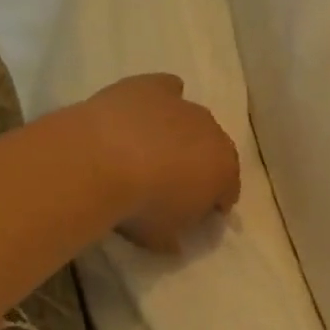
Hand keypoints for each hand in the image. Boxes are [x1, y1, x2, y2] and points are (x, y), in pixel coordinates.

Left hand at [81, 74, 240, 252]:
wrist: (101, 161)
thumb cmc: (139, 206)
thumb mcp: (161, 237)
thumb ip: (175, 236)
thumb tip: (177, 242)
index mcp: (224, 170)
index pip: (228, 189)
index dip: (214, 202)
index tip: (197, 214)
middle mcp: (213, 133)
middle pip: (213, 150)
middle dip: (199, 165)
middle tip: (171, 183)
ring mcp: (183, 106)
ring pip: (191, 120)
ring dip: (178, 135)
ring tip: (150, 151)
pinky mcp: (152, 87)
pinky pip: (167, 89)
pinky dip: (162, 98)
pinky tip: (145, 111)